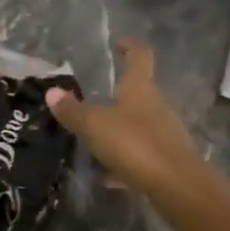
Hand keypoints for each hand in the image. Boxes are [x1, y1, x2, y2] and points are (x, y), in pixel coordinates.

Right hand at [47, 40, 205, 199]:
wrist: (177, 186)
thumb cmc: (135, 144)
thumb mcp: (95, 126)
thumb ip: (73, 111)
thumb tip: (52, 91)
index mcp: (141, 88)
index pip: (140, 56)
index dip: (130, 47)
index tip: (118, 44)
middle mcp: (157, 105)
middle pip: (140, 92)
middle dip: (120, 94)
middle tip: (94, 101)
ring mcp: (166, 132)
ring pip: (139, 123)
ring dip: (120, 128)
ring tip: (95, 140)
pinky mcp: (168, 159)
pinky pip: (142, 152)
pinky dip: (125, 158)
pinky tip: (108, 175)